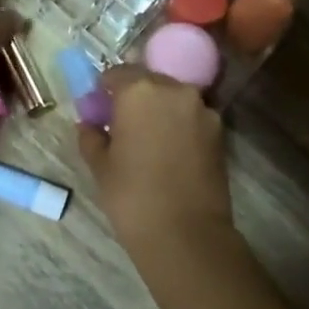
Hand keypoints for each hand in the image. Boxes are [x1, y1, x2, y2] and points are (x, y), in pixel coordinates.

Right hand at [77, 66, 233, 257]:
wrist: (186, 234)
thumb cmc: (132, 195)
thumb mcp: (100, 165)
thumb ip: (91, 136)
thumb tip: (89, 124)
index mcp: (139, 90)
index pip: (117, 74)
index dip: (105, 90)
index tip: (99, 109)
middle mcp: (174, 90)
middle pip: (149, 81)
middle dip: (135, 97)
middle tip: (122, 124)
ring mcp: (202, 109)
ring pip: (173, 98)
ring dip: (159, 110)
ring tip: (148, 140)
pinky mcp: (220, 131)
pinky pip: (191, 117)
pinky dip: (179, 125)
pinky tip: (169, 151)